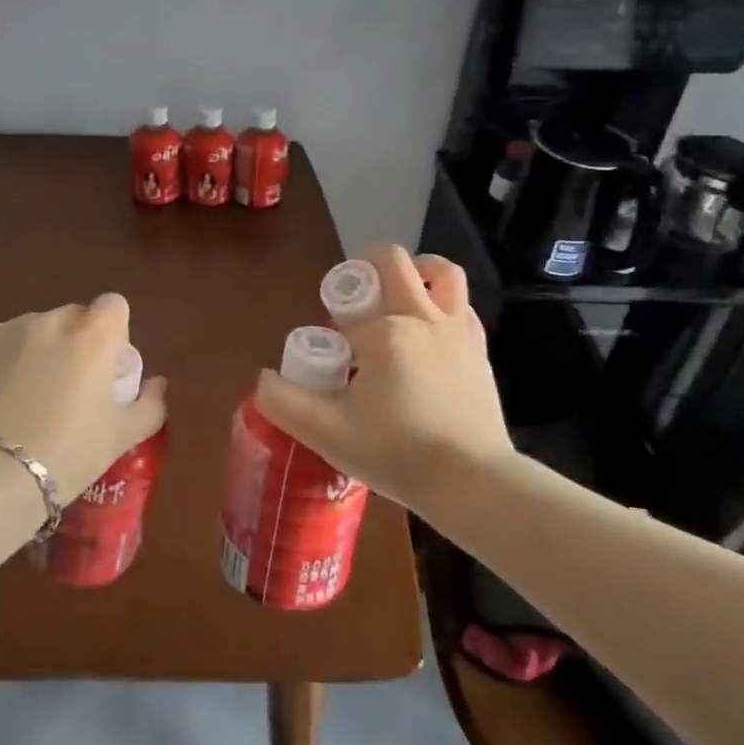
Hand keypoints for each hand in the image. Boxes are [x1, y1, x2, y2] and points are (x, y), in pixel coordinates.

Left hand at [0, 294, 167, 500]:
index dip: (112, 332)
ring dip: (33, 351)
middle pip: (71, 317)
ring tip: (22, 399)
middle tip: (65, 386)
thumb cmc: (68, 455)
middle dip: (72, 342)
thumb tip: (157, 385)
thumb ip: (149, 405)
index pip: (113, 306)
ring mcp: (5, 329)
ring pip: (29, 330)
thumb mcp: (121, 437)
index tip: (105, 366)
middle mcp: (50, 321)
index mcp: (93, 336)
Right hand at [254, 245, 514, 508]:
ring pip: (441, 273)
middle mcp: (423, 318)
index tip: (329, 356)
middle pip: (393, 261)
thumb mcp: (327, 433)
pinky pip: (461, 306)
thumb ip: (284, 402)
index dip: (329, 326)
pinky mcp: (479, 350)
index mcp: (385, 332)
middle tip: (354, 300)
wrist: (472, 483)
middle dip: (367, 267)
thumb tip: (264, 379)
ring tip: (396, 296)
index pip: (344, 309)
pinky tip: (428, 333)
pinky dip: (442, 305)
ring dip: (415, 272)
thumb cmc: (398, 454)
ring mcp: (458, 331)